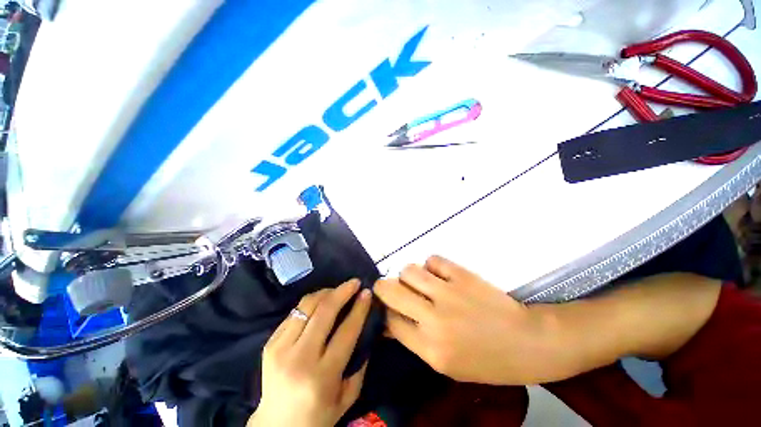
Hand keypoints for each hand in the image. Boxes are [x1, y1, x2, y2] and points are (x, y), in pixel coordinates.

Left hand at [248, 280, 372, 426]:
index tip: (367, 292)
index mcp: (322, 376)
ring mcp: (280, 349)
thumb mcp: (346, 397)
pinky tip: (320, 302)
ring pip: (307, 306)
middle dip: (343, 291)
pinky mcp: (270, 343)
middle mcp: (299, 358)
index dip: (359, 308)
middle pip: (324, 312)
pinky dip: (311, 303)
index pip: (346, 331)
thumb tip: (365, 327)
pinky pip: (294, 313)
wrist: (275, 426)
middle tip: (354, 282)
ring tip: (338, 290)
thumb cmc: (317, 415)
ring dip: (326, 292)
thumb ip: (359, 363)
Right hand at [374, 256, 553, 384]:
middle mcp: (434, 319)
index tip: (385, 305)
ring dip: (408, 275)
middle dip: (383, 287)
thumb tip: (389, 320)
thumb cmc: (486, 361)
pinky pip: (433, 260)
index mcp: (430, 348)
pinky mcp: (463, 275)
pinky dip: (431, 266)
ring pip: (409, 270)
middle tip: (390, 288)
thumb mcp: (445, 365)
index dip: (383, 310)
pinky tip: (439, 274)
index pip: (390, 320)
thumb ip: (414, 341)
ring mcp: (449, 293)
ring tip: (418, 281)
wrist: (527, 342)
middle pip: (391, 290)